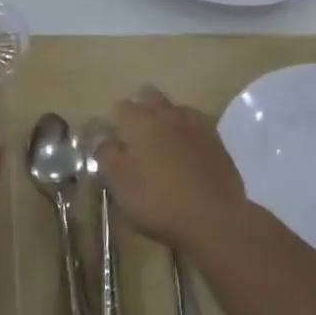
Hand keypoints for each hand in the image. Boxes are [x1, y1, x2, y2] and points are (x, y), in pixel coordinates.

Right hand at [96, 84, 247, 248]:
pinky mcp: (216, 140)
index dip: (116, 119)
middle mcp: (166, 114)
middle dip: (142, 106)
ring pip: (175, 108)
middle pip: (151, 97)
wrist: (213, 217)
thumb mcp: (120, 183)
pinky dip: (188, 130)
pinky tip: (187, 146)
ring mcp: (194, 125)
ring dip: (166, 116)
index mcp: (139, 121)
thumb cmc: (157, 200)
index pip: (122, 106)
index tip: (114, 135)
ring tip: (162, 137)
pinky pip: (197, 124)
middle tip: (137, 130)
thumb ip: (106, 155)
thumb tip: (99, 136)